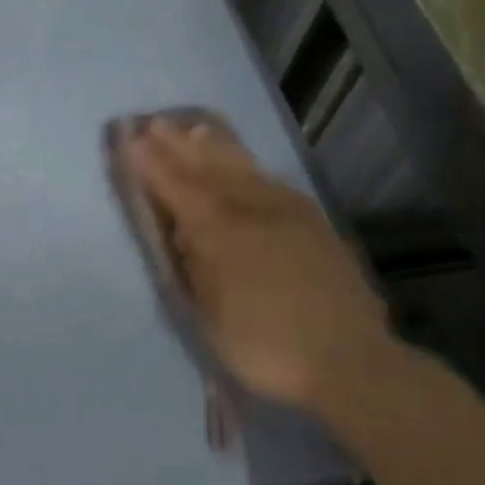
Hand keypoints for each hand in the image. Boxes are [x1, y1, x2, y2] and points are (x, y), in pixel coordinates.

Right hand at [127, 119, 400, 425]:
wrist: (350, 360)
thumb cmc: (267, 349)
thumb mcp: (212, 319)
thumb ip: (196, 270)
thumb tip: (185, 235)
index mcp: (223, 236)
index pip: (180, 191)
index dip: (155, 166)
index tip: (133, 141)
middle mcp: (255, 213)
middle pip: (211, 171)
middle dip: (181, 147)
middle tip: (156, 124)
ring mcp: (290, 214)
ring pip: (245, 170)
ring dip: (217, 148)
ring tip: (196, 129)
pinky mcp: (315, 223)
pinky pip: (274, 182)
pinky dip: (252, 167)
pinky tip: (246, 165)